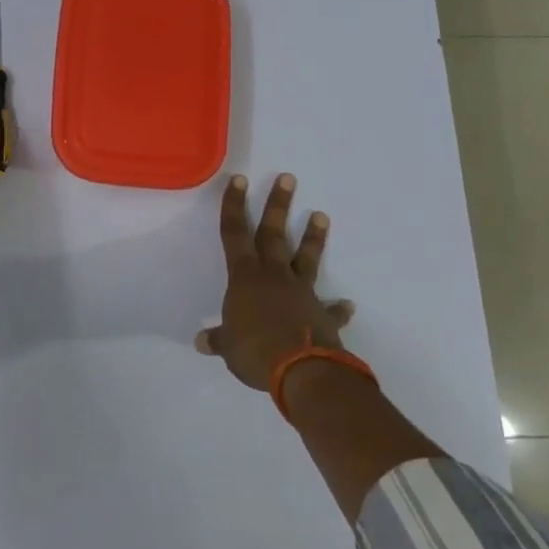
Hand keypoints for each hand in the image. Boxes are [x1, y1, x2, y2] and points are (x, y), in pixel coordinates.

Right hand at [195, 173, 354, 390]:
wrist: (303, 370)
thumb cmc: (255, 350)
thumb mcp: (229, 347)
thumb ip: (218, 340)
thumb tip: (201, 342)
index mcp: (245, 277)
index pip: (234, 233)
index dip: (233, 206)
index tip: (238, 179)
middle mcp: (274, 276)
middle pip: (273, 233)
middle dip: (277, 205)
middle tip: (289, 178)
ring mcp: (302, 292)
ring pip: (305, 258)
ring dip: (313, 238)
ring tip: (321, 215)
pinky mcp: (323, 315)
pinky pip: (331, 309)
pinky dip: (338, 308)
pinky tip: (348, 305)